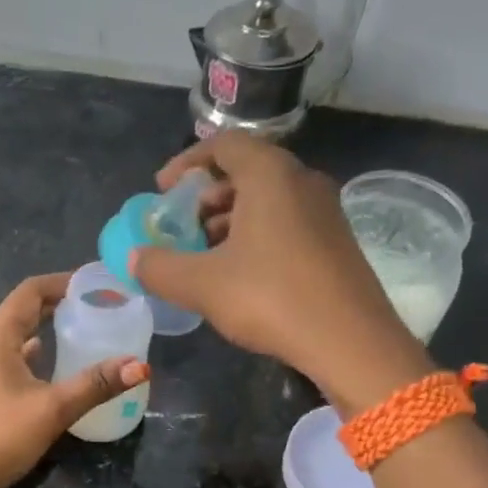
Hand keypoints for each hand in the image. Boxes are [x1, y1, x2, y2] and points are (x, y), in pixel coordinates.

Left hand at [0, 273, 148, 487]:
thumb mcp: (53, 408)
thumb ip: (96, 384)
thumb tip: (140, 366)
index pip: (30, 291)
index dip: (62, 281)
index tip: (96, 284)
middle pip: (23, 309)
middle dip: (59, 303)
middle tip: (98, 306)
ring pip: (17, 335)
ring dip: (46, 328)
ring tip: (83, 331)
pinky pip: (11, 358)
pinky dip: (35, 354)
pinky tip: (55, 367)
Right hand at [130, 132, 432, 415]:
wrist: (351, 342)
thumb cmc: (271, 299)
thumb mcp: (202, 285)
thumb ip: (160, 268)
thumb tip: (135, 259)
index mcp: (269, 174)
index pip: (222, 144)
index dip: (185, 164)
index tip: (162, 192)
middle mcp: (302, 180)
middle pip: (245, 171)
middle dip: (205, 198)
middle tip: (180, 229)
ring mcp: (325, 210)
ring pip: (267, 200)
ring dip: (229, 221)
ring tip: (204, 256)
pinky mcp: (336, 241)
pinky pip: (286, 223)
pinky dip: (255, 236)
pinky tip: (240, 275)